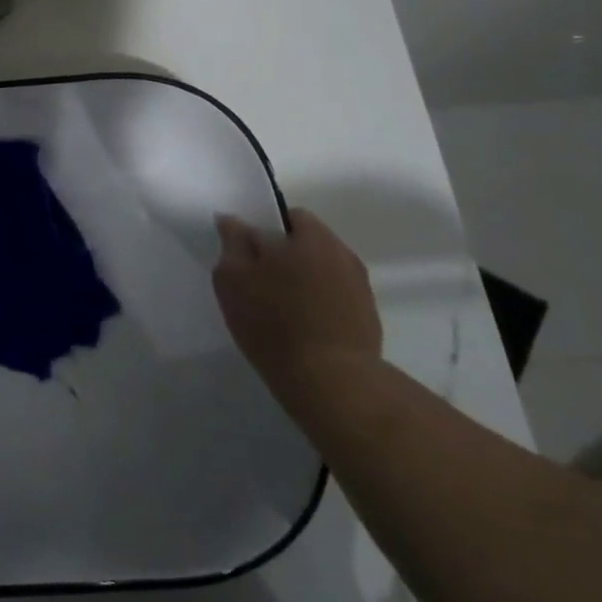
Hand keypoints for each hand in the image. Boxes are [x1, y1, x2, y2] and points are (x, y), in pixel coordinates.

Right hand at [213, 208, 382, 418]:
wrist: (334, 385)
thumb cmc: (275, 323)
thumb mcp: (233, 278)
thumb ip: (232, 242)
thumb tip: (233, 220)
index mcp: (312, 236)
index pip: (288, 216)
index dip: (264, 230)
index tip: (247, 255)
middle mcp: (342, 253)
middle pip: (307, 243)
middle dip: (284, 256)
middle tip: (258, 282)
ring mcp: (360, 287)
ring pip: (323, 271)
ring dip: (304, 281)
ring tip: (280, 309)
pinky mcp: (369, 320)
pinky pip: (336, 299)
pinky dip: (320, 306)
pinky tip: (302, 329)